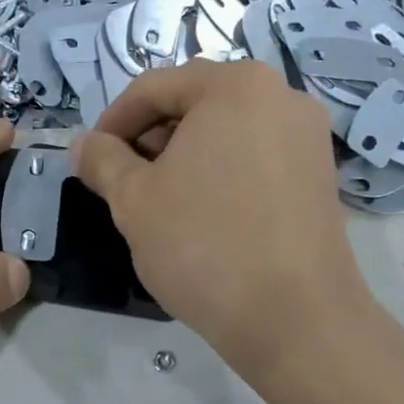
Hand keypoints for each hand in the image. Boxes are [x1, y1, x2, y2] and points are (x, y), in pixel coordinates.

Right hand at [73, 60, 386, 381]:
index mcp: (235, 85)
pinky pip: (257, 154)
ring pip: (227, 129)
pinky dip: (221, 170)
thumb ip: (103, 161)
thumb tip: (83, 144)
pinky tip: (204, 212)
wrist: (295, 318)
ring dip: (184, 154)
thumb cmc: (204, 244)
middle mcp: (281, 95)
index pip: (154, 88)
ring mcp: (308, 135)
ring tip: (161, 200)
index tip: (91, 160)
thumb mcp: (134, 200)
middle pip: (195, 102)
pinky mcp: (320, 173)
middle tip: (124, 181)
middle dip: (150, 136)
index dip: (113, 122)